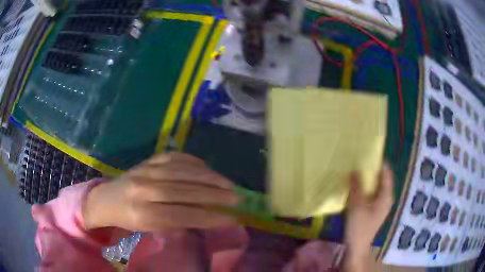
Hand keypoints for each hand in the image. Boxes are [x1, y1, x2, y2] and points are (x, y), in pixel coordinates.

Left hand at [83, 152, 238, 230]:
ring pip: (183, 171)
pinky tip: (207, 168)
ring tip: (229, 184)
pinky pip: (175, 157)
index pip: (183, 215)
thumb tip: (206, 218)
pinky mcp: (148, 159)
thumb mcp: (150, 230)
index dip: (210, 217)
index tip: (232, 218)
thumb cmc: (129, 219)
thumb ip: (176, 225)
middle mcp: (144, 189)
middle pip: (186, 191)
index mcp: (143, 213)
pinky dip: (194, 161)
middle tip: (238, 198)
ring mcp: (146, 170)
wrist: (107, 198)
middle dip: (216, 195)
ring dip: (210, 177)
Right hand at [343, 163, 393, 269]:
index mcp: (386, 195)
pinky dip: (366, 188)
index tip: (368, 153)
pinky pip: (372, 193)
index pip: (386, 173)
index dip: (380, 162)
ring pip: (376, 186)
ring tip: (356, 171)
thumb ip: (357, 187)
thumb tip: (354, 170)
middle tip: (360, 161)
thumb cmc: (360, 227)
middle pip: (382, 178)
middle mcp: (386, 198)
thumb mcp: (357, 205)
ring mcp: (381, 204)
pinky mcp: (374, 210)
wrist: (357, 247)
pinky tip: (356, 187)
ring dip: (368, 179)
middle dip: (372, 170)